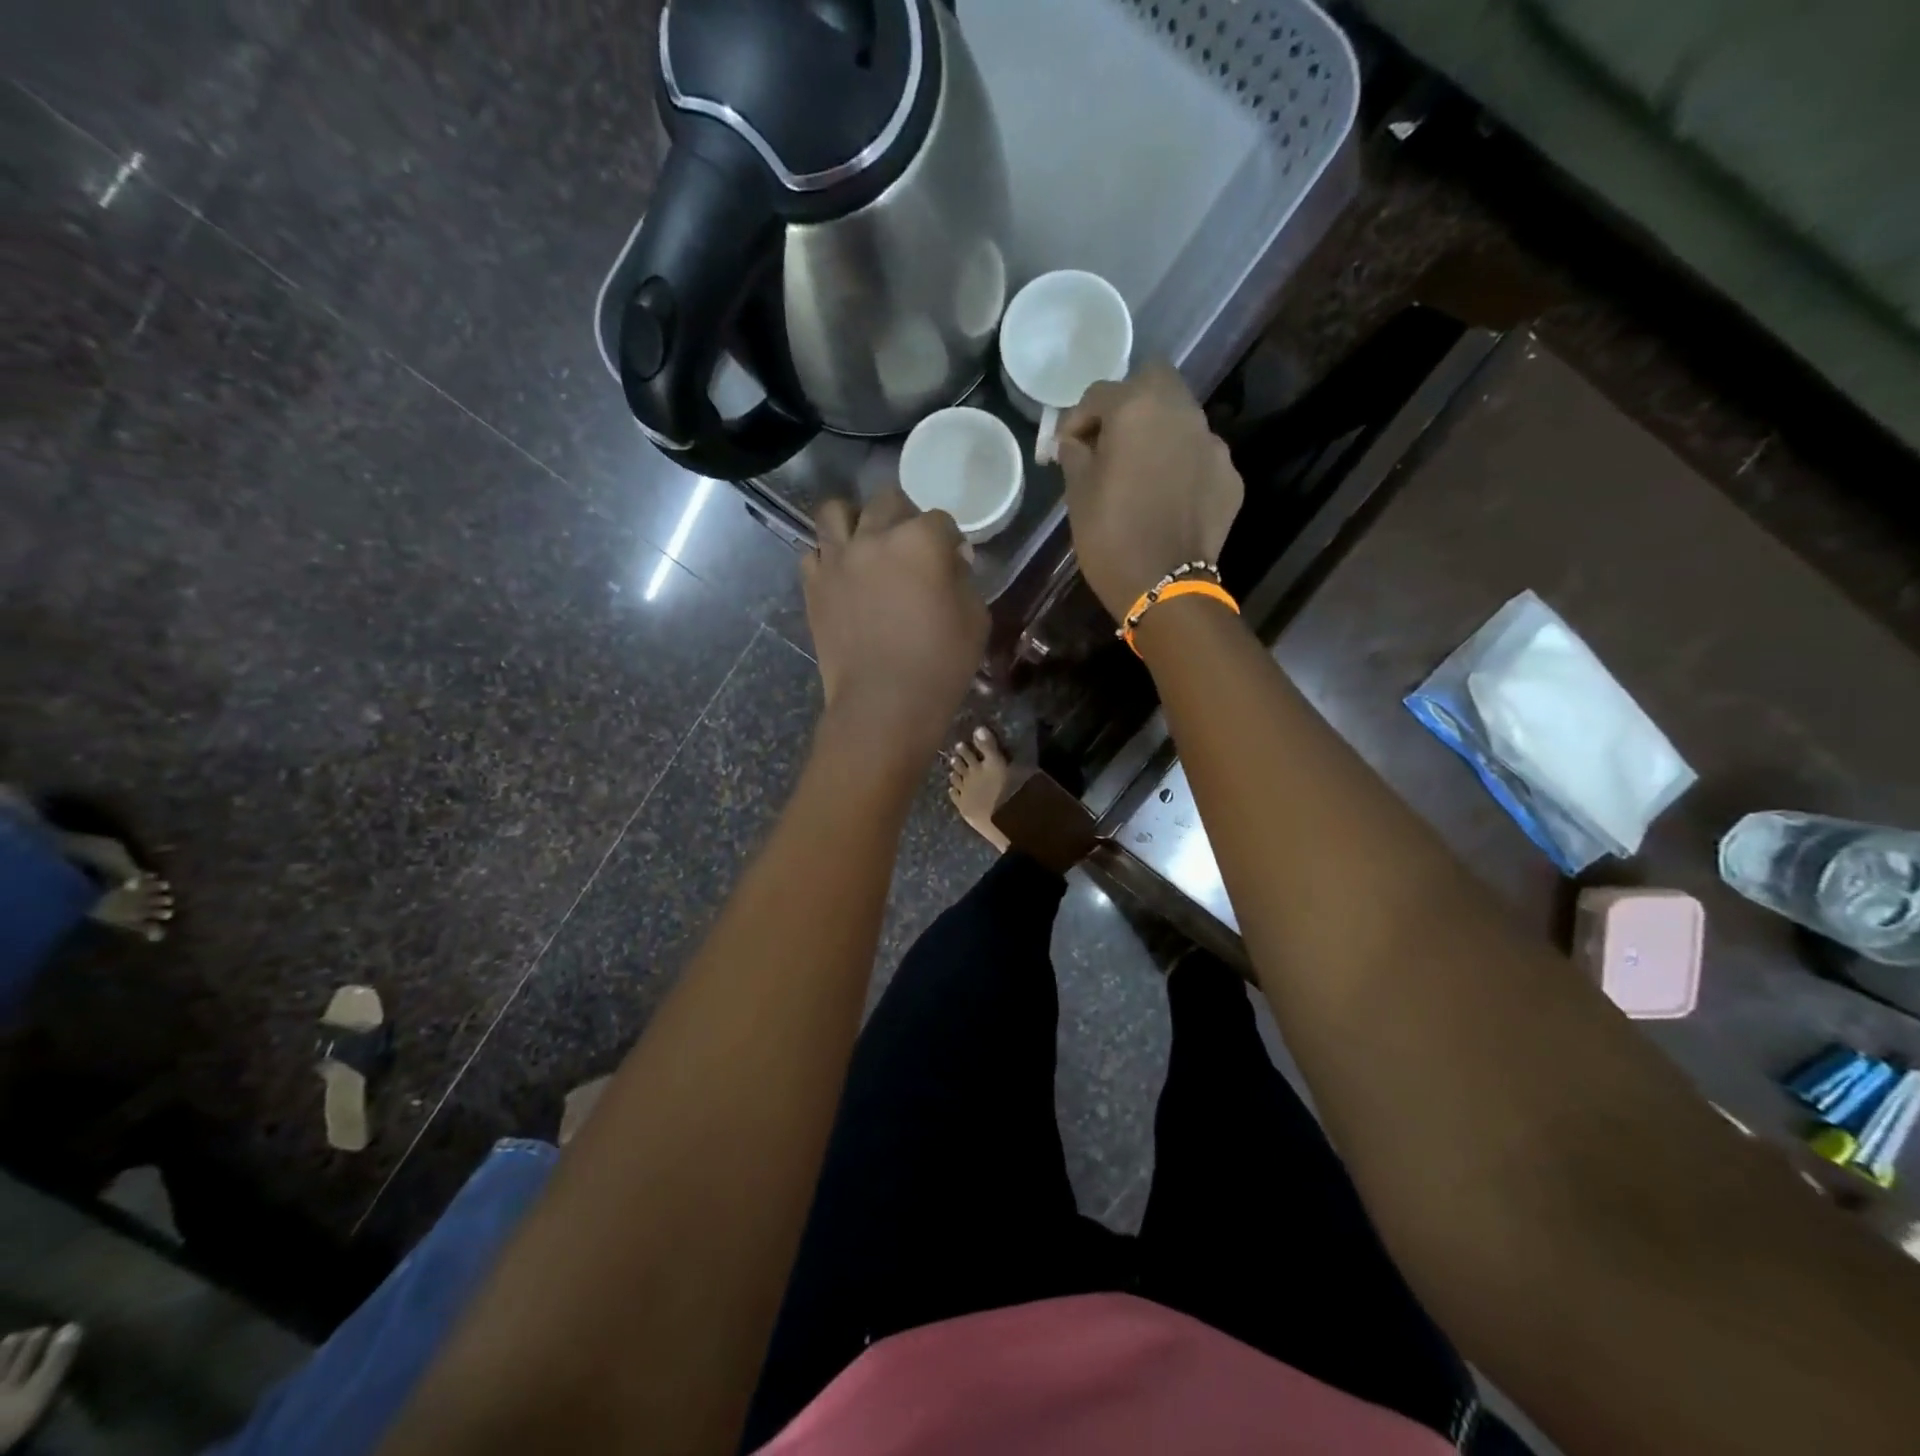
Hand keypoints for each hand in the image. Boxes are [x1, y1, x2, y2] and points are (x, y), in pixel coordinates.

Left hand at [802, 486, 988, 762]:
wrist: (883, 704)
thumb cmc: (940, 665)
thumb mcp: (975, 619)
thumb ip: (963, 580)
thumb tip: (951, 563)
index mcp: (920, 541)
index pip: (939, 519)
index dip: (950, 539)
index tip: (954, 559)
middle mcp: (873, 537)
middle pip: (887, 501)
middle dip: (904, 516)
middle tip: (912, 545)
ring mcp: (836, 559)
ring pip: (835, 511)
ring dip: (854, 519)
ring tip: (865, 541)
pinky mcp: (813, 585)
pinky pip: (813, 552)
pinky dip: (828, 556)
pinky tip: (843, 574)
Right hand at [1054, 362, 1244, 621]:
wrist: (1164, 585)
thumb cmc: (1110, 536)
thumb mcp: (1077, 494)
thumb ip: (1075, 454)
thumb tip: (1075, 442)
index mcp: (1137, 408)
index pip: (1100, 394)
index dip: (1077, 419)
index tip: (1066, 448)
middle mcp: (1182, 412)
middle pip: (1154, 381)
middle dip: (1129, 402)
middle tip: (1111, 440)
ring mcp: (1212, 443)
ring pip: (1181, 418)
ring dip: (1159, 432)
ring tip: (1141, 470)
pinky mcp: (1229, 475)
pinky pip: (1199, 456)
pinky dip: (1182, 465)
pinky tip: (1168, 496)